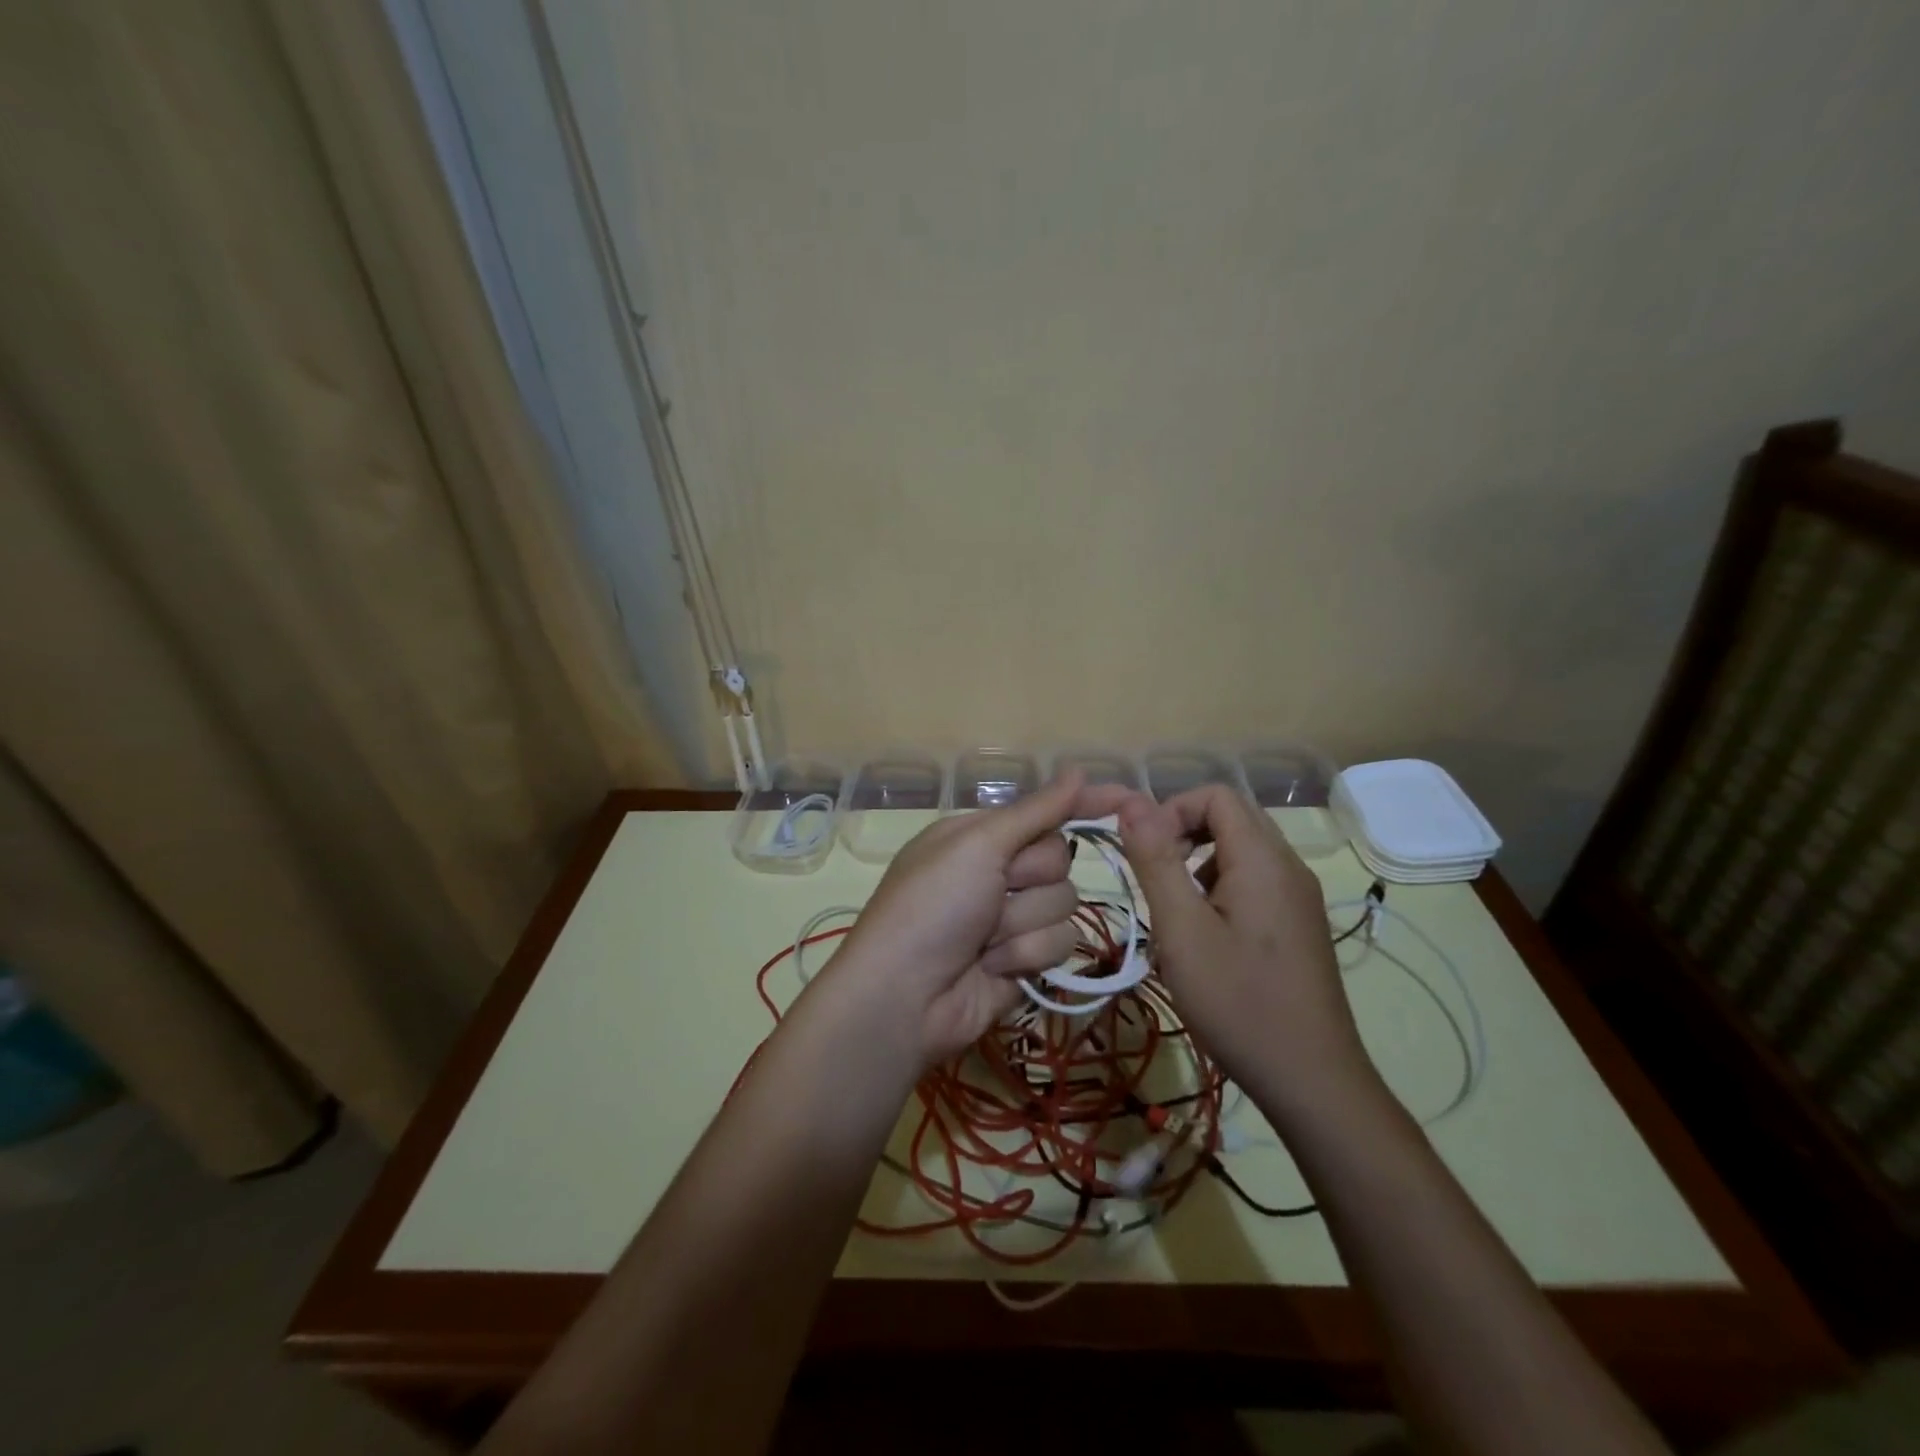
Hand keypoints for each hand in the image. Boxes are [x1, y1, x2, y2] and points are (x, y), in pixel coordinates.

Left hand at [828, 772, 1130, 1064]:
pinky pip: (1059, 944)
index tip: (1128, 798)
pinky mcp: (1025, 961)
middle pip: (1059, 859)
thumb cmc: (933, 905)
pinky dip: (1025, 955)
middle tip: (995, 891)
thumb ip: (1035, 812)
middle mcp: (998, 872)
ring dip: (1023, 922)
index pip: (1045, 812)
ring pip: (1063, 904)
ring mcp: (1012, 918)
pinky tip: (993, 967)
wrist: (905, 997)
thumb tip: (1078, 771)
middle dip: (1030, 878)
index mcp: (981, 836)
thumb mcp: (976, 845)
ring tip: (984, 940)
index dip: (1083, 804)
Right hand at [1117, 785, 1376, 1128]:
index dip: (1172, 810)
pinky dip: (1222, 889)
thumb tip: (1131, 802)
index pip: (1216, 795)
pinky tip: (1208, 938)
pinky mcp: (1301, 925)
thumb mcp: (1181, 929)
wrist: (1312, 1079)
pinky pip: (1256, 881)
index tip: (1145, 854)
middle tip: (1157, 880)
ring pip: (1243, 851)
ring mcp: (1300, 897)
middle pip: (1232, 817)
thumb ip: (1155, 860)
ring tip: (1178, 914)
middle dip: (1185, 835)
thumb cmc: (1237, 1001)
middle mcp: (1288, 867)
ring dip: (1201, 863)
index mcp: (1262, 859)